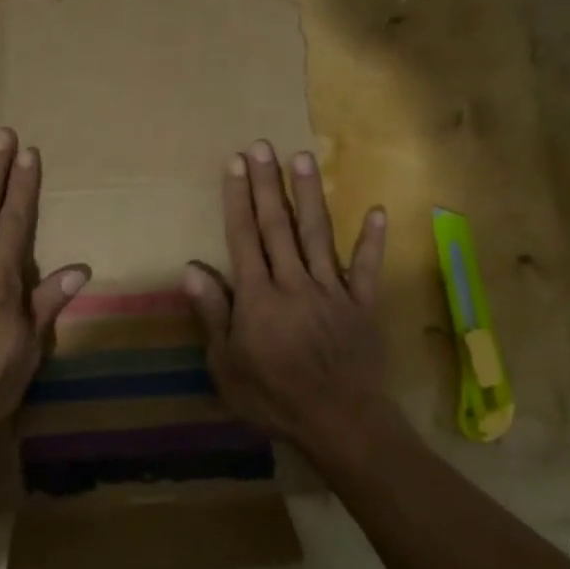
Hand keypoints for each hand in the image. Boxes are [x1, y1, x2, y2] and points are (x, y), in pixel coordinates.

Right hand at [183, 141, 388, 460]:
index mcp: (258, 298)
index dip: (238, 199)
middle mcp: (295, 283)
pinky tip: (377, 210)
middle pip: (278, 226)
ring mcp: (333, 290)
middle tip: (263, 146)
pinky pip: (369, 267)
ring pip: (319, 235)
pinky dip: (373, 240)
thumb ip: (213, 314)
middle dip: (268, 184)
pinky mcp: (363, 304)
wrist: (340, 422)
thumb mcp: (226, 366)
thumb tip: (192, 269)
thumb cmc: (274, 399)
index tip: (235, 164)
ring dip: (310, 195)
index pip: (244, 238)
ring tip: (303, 157)